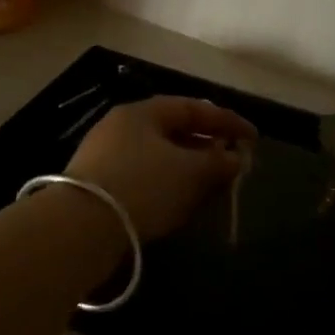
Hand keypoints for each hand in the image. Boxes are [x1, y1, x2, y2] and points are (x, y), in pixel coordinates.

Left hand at [66, 96, 257, 240]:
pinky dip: (168, 184)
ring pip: (159, 155)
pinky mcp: (98, 185)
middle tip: (233, 162)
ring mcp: (106, 155)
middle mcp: (122, 126)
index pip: (193, 107)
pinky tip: (180, 203)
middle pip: (174, 130)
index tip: (254, 138)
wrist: (80, 227)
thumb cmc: (142, 186)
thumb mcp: (189, 172)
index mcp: (142, 112)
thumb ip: (217, 161)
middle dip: (207, 146)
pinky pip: (144, 176)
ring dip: (189, 167)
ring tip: (212, 186)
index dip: (227, 121)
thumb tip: (235, 157)